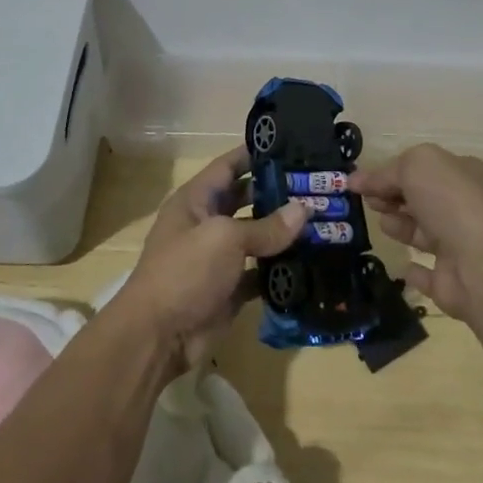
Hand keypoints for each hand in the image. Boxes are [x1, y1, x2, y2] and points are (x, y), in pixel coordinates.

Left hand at [111, 147, 306, 372]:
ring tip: (325, 220)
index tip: (290, 144)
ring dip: (285, 233)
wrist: (157, 337)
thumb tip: (304, 210)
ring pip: (257, 237)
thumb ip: (266, 226)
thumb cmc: (185, 272)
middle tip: (318, 186)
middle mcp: (206, 224)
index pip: (228, 166)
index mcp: (196, 200)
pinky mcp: (229, 289)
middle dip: (278, 193)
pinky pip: (260, 273)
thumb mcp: (225, 239)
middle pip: (246, 200)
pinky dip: (281, 270)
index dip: (254, 154)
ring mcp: (218, 258)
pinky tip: (312, 263)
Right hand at [349, 144, 482, 320]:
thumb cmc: (450, 201)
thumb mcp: (416, 166)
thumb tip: (357, 180)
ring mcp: (461, 247)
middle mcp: (466, 209)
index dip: (392, 173)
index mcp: (464, 175)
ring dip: (401, 227)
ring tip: (382, 224)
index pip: (424, 169)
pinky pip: (429, 275)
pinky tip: (401, 267)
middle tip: (368, 201)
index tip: (361, 182)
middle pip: (423, 200)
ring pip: (424, 234)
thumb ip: (385, 172)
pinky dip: (415, 271)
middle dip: (394, 197)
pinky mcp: (452, 282)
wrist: (482, 262)